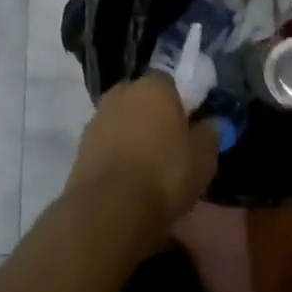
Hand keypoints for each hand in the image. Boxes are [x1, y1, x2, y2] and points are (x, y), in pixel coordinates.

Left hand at [68, 74, 219, 230]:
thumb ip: (210, 135)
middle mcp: (121, 94)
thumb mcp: (204, 158)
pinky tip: (129, 178)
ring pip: (122, 121)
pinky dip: (117, 154)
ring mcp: (96, 120)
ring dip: (133, 135)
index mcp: (153, 86)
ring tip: (149, 166)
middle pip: (142, 99)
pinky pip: (107, 144)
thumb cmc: (165, 174)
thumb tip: (211, 124)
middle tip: (170, 143)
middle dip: (154, 115)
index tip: (190, 124)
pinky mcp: (80, 147)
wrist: (109, 210)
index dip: (181, 101)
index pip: (170, 81)